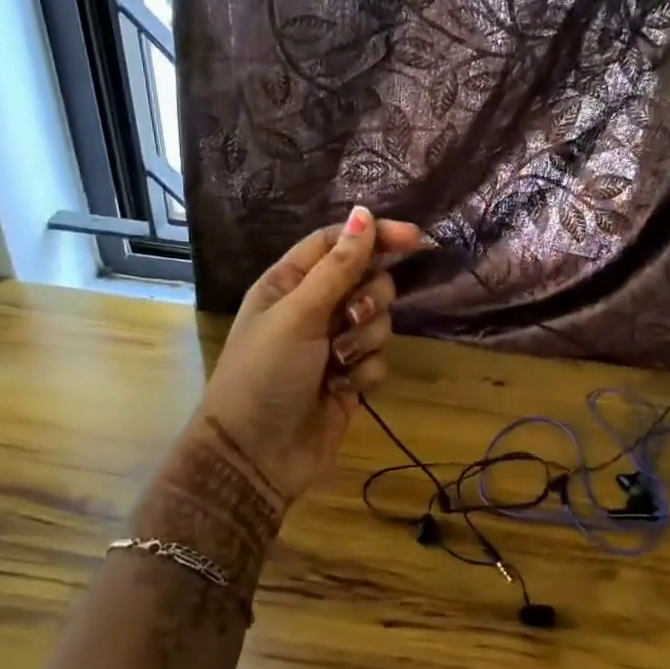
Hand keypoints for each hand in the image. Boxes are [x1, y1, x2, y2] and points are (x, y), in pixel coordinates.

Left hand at [193, 206, 427, 501]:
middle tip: (351, 317)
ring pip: (380, 321)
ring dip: (365, 339)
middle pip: (367, 279)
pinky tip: (342, 389)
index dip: (374, 235)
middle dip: (370, 298)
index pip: (338, 242)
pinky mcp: (352, 377)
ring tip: (338, 363)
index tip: (413, 239)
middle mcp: (314, 308)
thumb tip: (364, 213)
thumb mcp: (299, 314)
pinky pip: (380, 359)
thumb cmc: (266, 374)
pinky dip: (365, 372)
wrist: (256, 454)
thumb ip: (338, 266)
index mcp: (290, 282)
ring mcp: (335, 344)